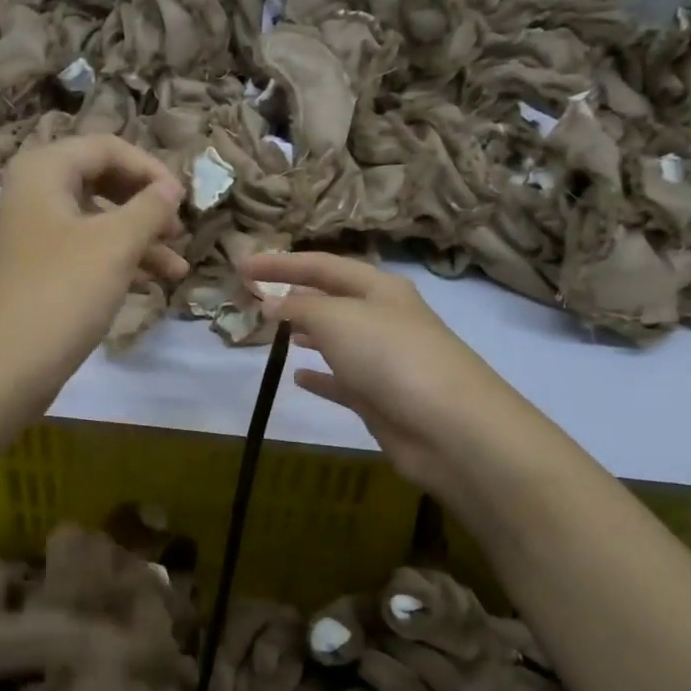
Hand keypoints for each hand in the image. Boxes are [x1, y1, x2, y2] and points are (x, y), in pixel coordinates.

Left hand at [0, 136, 187, 403]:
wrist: (4, 366)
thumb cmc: (62, 291)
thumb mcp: (115, 244)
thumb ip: (151, 208)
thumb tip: (173, 186)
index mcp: (45, 170)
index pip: (107, 147)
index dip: (150, 169)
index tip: (183, 200)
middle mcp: (37, 194)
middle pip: (103, 182)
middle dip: (146, 206)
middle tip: (178, 231)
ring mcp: (38, 235)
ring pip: (99, 222)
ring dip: (140, 241)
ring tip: (178, 270)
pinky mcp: (43, 271)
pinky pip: (88, 253)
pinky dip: (120, 263)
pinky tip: (152, 284)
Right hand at [238, 250, 544, 493]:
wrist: (449, 427)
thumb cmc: (391, 357)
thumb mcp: (337, 320)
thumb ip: (299, 308)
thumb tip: (271, 303)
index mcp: (378, 288)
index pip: (321, 265)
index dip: (280, 263)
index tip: (241, 265)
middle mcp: (383, 318)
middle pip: (331, 298)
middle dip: (294, 294)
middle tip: (255, 296)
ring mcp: (384, 360)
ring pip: (337, 338)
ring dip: (306, 331)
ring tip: (273, 330)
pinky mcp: (380, 397)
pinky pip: (342, 380)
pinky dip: (320, 376)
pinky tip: (298, 378)